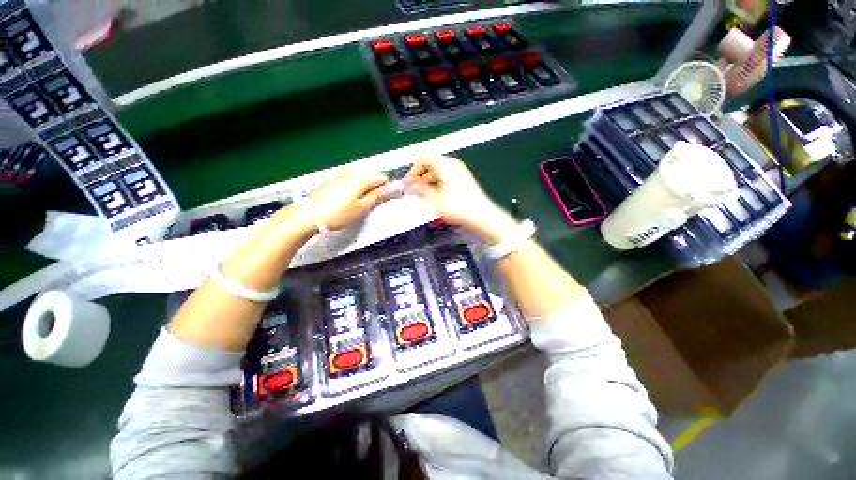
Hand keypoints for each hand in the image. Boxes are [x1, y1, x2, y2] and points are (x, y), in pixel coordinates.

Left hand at [303, 169, 391, 230]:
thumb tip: (394, 187)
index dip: (386, 189)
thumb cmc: (338, 214)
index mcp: (361, 178)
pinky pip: (352, 181)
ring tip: (358, 205)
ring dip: (365, 189)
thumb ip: (379, 195)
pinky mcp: (334, 179)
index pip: (383, 177)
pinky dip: (355, 189)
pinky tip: (348, 201)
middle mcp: (352, 172)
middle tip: (369, 205)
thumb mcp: (362, 207)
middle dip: (375, 189)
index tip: (381, 201)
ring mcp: (341, 174)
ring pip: (362, 179)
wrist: (309, 215)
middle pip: (372, 176)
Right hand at [406, 155, 517, 242]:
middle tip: (415, 189)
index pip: (424, 157)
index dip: (414, 169)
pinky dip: (439, 183)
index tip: (409, 181)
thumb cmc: (459, 208)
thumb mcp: (434, 200)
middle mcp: (453, 164)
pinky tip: (438, 196)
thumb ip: (419, 190)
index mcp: (445, 165)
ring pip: (439, 171)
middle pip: (432, 163)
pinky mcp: (464, 179)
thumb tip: (408, 184)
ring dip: (429, 181)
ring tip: (425, 195)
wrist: (481, 215)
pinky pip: (447, 176)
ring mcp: (460, 171)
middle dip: (421, 176)